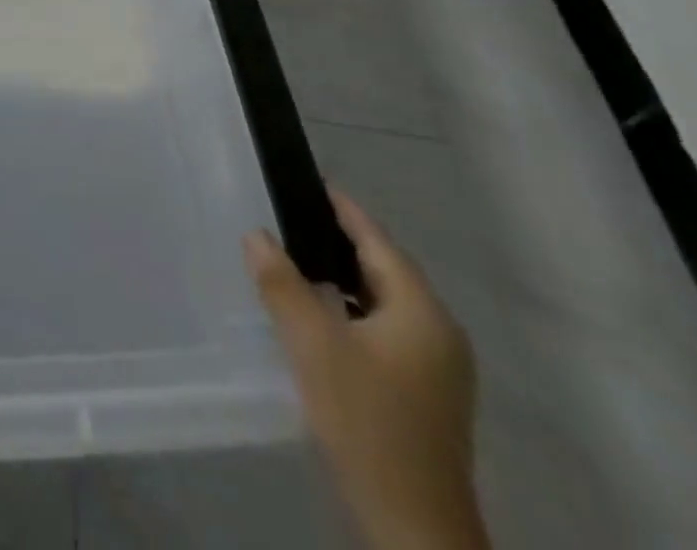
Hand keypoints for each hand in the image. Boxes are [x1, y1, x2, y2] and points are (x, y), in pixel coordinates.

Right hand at [245, 190, 489, 549]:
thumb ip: (282, 284)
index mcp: (422, 311)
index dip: (341, 208)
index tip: (306, 181)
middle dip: (337, 241)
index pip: (377, 240)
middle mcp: (440, 331)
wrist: (413, 528)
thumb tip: (256, 234)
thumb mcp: (313, 346)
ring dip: (343, 279)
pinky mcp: (428, 393)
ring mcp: (439, 366)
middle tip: (288, 217)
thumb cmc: (366, 422)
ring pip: (384, 302)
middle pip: (384, 269)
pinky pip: (386, 330)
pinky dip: (353, 312)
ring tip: (295, 260)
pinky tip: (320, 318)